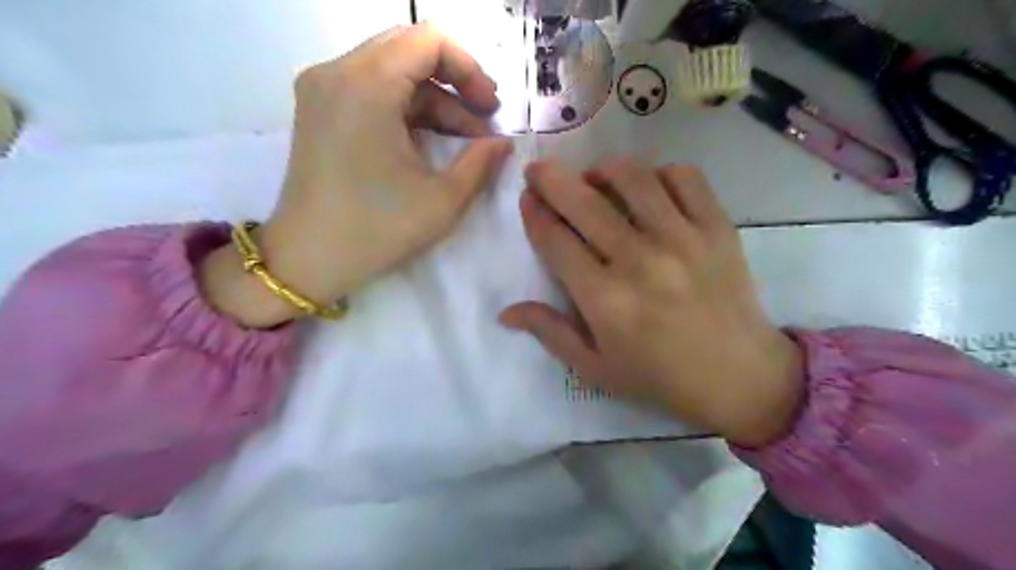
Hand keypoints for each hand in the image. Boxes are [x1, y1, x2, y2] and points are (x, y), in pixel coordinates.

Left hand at [201, 25, 511, 329]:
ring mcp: (322, 90)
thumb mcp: (442, 200)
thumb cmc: (377, 230)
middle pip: (409, 49)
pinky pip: (371, 90)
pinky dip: (406, 109)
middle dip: (455, 81)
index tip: (490, 109)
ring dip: (433, 100)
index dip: (470, 68)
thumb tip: (503, 143)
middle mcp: (337, 73)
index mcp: (366, 86)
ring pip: (392, 71)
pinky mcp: (318, 110)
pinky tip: (429, 142)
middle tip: (483, 119)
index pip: (428, 40)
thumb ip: (481, 162)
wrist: (308, 260)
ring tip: (465, 141)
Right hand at [499, 157, 802, 447]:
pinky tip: (649, 188)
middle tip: (540, 170)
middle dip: (552, 179)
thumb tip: (505, 311)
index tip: (526, 199)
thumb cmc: (659, 376)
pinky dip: (660, 173)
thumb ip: (550, 333)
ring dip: (603, 169)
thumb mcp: (595, 367)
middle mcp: (639, 260)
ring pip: (633, 178)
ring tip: (593, 176)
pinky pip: (685, 178)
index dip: (534, 214)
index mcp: (604, 299)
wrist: (740, 376)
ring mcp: (682, 238)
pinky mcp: (717, 228)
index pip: (556, 241)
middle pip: (585, 202)